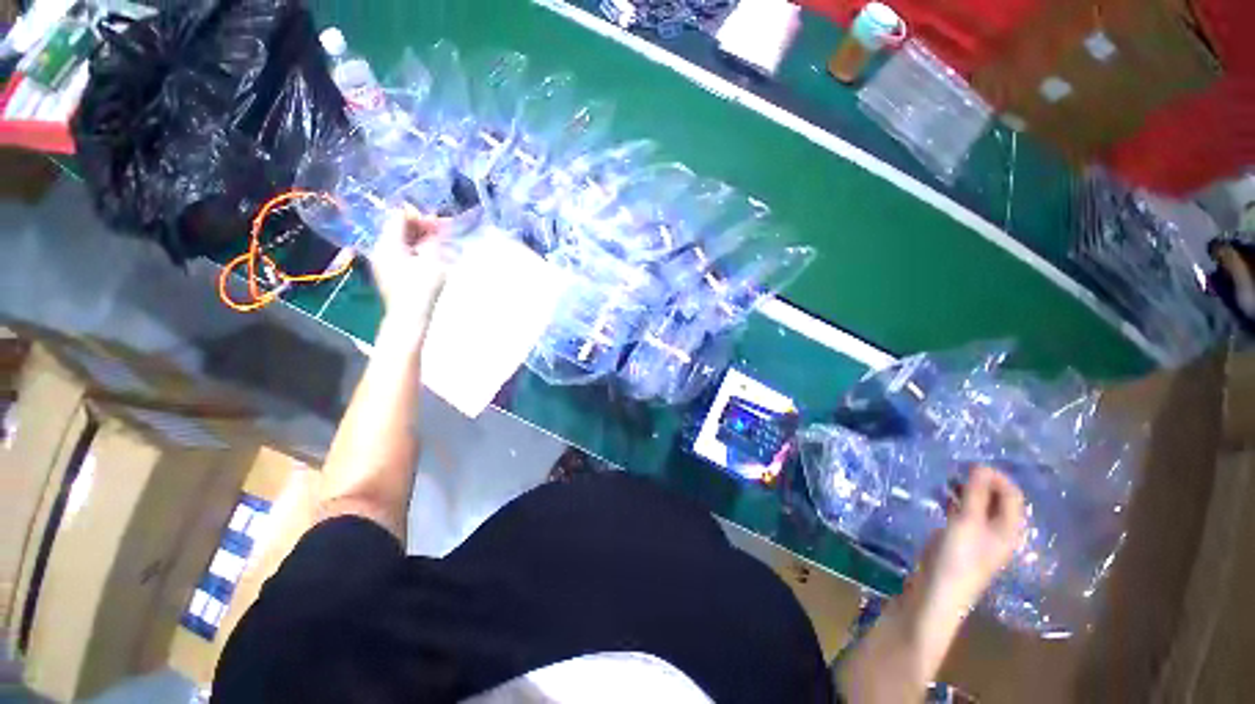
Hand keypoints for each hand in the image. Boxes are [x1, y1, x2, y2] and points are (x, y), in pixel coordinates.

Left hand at [369, 205, 453, 323]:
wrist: (409, 317)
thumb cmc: (421, 288)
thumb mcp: (432, 261)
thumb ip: (432, 240)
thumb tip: (433, 226)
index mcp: (388, 244)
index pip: (399, 218)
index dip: (418, 216)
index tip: (438, 221)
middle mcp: (381, 249)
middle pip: (398, 229)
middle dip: (421, 227)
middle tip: (443, 231)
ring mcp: (383, 261)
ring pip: (401, 241)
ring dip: (420, 239)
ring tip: (440, 242)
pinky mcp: (389, 272)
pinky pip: (401, 252)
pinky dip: (416, 249)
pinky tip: (430, 255)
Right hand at [916, 465, 1026, 614]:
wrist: (937, 591)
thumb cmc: (958, 556)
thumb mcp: (967, 522)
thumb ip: (975, 494)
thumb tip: (981, 466)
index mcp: (1008, 529)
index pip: (1012, 495)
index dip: (995, 477)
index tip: (971, 465)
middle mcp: (998, 531)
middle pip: (996, 499)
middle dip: (979, 482)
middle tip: (955, 470)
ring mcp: (978, 536)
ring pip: (977, 505)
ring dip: (965, 490)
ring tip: (946, 479)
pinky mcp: (960, 539)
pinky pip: (962, 513)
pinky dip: (954, 501)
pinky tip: (939, 496)